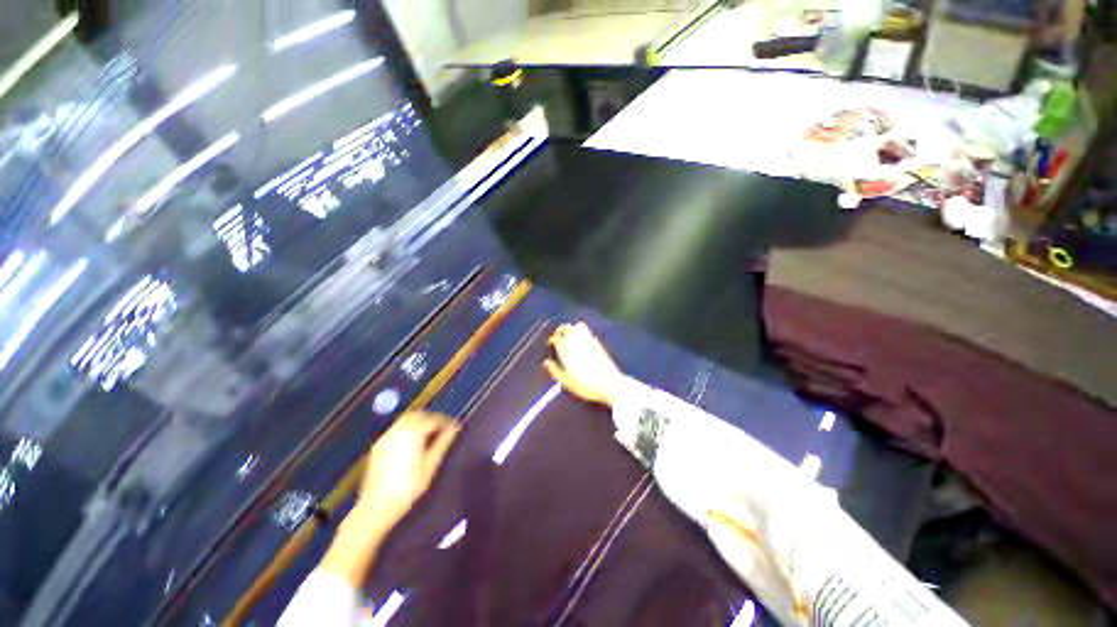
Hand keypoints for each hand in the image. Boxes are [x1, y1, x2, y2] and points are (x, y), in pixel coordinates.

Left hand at [356, 411, 460, 526]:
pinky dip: (407, 428)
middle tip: (442, 427)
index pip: (433, 419)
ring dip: (419, 421)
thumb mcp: (431, 465)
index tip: (454, 427)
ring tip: (429, 433)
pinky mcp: (379, 446)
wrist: (377, 507)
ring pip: (406, 420)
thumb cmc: (408, 488)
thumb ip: (443, 443)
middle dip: (431, 418)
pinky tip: (412, 441)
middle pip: (418, 415)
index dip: (446, 421)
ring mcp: (386, 437)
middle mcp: (398, 431)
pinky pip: (396, 429)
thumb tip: (455, 428)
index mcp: (413, 433)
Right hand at [543, 322, 625, 407]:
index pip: (557, 338)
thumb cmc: (587, 386)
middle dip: (560, 330)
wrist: (610, 385)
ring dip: (571, 328)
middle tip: (557, 335)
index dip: (552, 339)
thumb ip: (555, 371)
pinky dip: (581, 330)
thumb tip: (546, 362)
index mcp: (568, 352)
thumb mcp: (567, 383)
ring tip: (568, 333)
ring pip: (578, 327)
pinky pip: (587, 331)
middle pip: (567, 329)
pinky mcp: (598, 344)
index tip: (550, 344)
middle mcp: (578, 343)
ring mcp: (589, 342)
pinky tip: (580, 337)